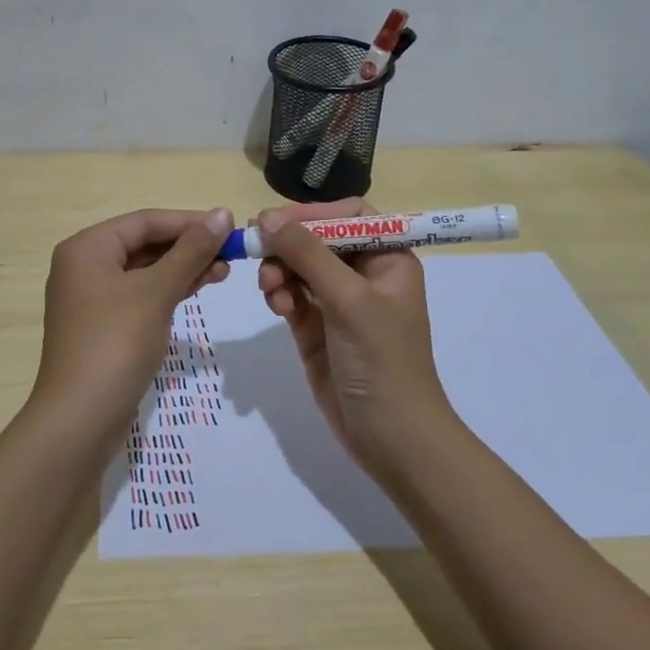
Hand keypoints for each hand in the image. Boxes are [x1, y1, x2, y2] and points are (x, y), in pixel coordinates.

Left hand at [32, 208, 233, 428]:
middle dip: (188, 247)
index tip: (229, 227)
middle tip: (231, 253)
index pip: (145, 221)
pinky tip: (199, 288)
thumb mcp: (156, 291)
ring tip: (224, 271)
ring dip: (183, 268)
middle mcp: (84, 266)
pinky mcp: (103, 326)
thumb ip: (191, 250)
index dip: (189, 221)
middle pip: (144, 244)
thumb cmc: (116, 343)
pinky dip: (169, 290)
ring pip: (145, 271)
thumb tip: (222, 213)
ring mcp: (92, 298)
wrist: (81, 418)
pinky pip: (140, 295)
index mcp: (87, 248)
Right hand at [255, 200, 454, 469]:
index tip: (279, 221)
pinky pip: (291, 297)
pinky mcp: (316, 329)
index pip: (349, 216)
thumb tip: (267, 217)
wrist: (389, 436)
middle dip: (289, 245)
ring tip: (271, 290)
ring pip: (298, 267)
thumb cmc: (382, 360)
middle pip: (317, 239)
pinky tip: (278, 308)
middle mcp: (363, 275)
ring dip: (280, 271)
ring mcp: (338, 303)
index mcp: (388, 259)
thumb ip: (308, 254)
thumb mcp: (349, 300)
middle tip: (259, 251)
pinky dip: (280, 296)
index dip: (314, 213)